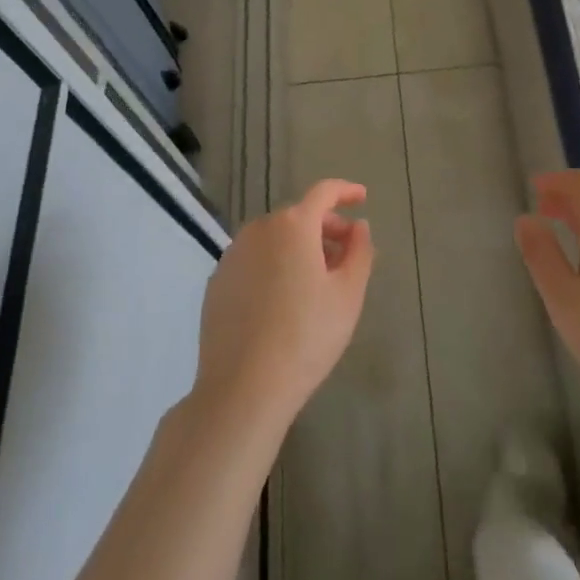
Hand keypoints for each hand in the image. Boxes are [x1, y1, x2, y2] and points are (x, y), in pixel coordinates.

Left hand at [193, 179, 373, 434]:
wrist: (242, 387)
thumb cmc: (306, 337)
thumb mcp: (348, 295)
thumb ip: (359, 251)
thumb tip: (358, 227)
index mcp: (293, 225)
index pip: (324, 192)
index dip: (345, 191)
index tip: (362, 198)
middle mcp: (259, 229)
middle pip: (299, 216)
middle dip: (326, 227)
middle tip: (346, 254)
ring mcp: (233, 254)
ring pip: (274, 238)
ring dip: (299, 247)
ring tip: (317, 281)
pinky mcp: (217, 281)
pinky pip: (254, 260)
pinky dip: (274, 265)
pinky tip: (283, 301)